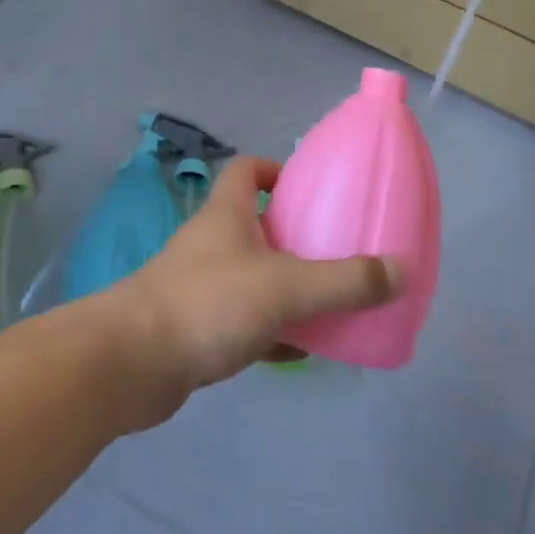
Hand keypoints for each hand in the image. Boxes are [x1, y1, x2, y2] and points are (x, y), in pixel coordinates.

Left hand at [113, 157, 402, 422]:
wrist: (131, 364)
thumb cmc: (209, 303)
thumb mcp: (286, 287)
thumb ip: (345, 281)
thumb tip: (403, 269)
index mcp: (227, 213)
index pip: (247, 169)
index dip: (276, 169)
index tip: (310, 190)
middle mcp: (212, 242)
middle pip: (255, 224)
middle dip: (293, 235)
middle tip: (334, 251)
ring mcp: (200, 285)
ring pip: (251, 275)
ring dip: (284, 286)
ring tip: (327, 301)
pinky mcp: (194, 327)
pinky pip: (242, 320)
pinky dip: (270, 329)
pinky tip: (298, 349)